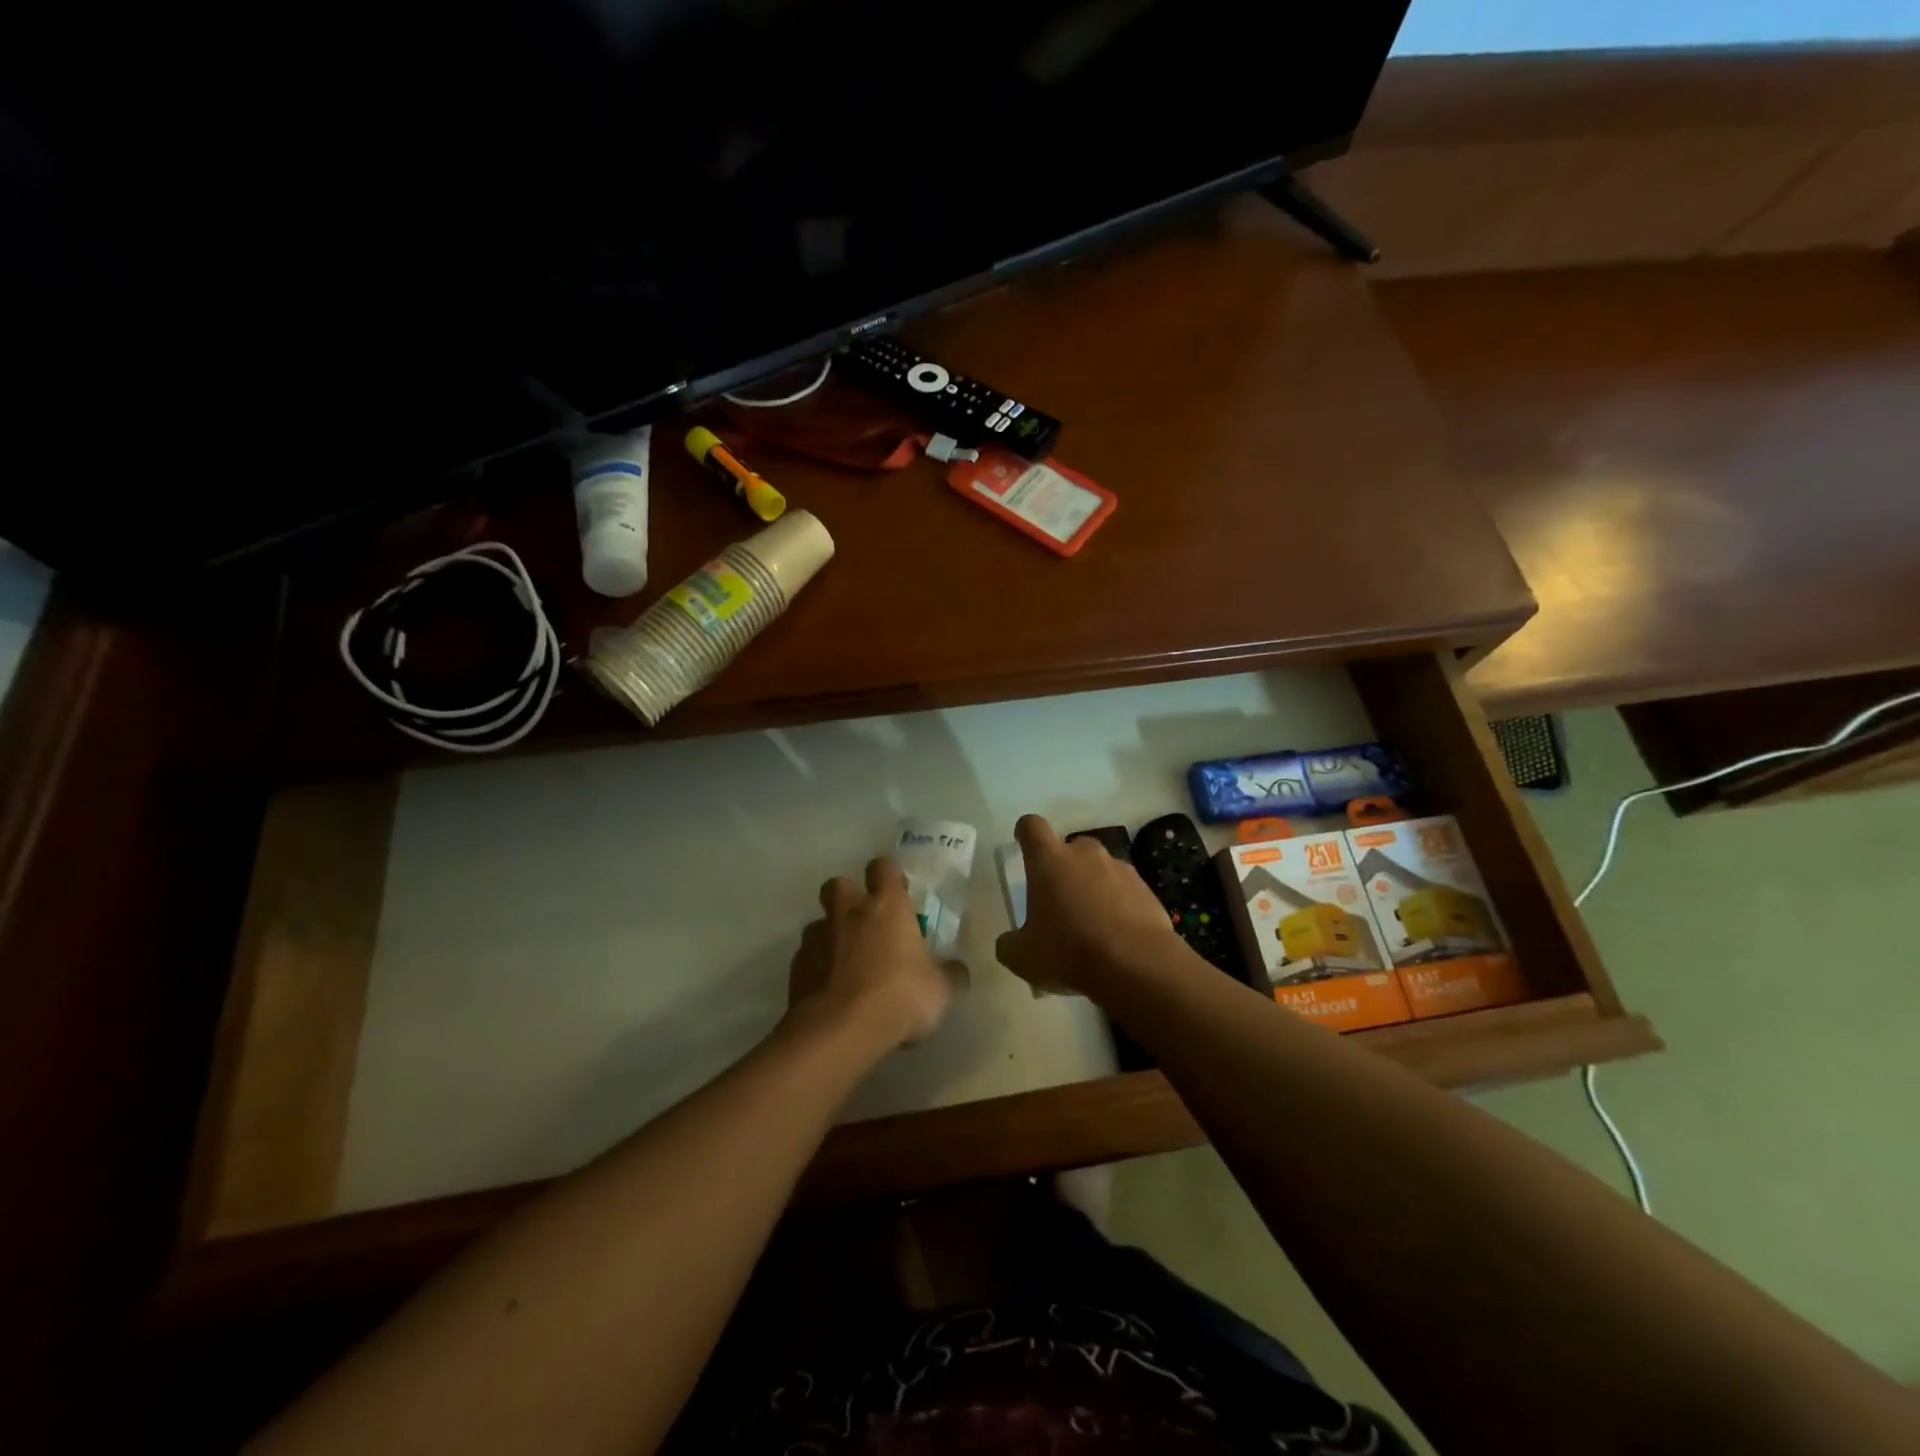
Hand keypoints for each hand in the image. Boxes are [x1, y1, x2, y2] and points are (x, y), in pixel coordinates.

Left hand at [787, 857, 966, 1049]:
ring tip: (846, 964)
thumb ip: (950, 975)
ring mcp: (817, 937)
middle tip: (864, 921)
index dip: (888, 875)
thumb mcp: (940, 990)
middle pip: (838, 885)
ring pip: (819, 923)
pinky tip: (830, 992)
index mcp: (886, 906)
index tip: (897, 891)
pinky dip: (817, 968)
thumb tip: (958, 970)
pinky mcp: (796, 967)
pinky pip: (807, 957)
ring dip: (831, 935)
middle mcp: (848, 912)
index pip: (883, 867)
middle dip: (848, 896)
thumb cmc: (899, 997)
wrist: (840, 1030)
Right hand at [995, 814, 1183, 998]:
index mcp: (1049, 860)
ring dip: (1092, 886)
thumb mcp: (1023, 957)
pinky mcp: (1146, 888)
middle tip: (1058, 900)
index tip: (1023, 843)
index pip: (1032, 826)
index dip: (1025, 832)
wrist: (1137, 965)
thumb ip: (1009, 944)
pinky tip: (1116, 935)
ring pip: (1099, 868)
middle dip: (1063, 868)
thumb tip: (1008, 942)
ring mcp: (1120, 868)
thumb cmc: (1069, 951)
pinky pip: (1124, 889)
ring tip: (1090, 923)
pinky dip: (1117, 904)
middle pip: (1069, 847)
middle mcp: (1085, 854)